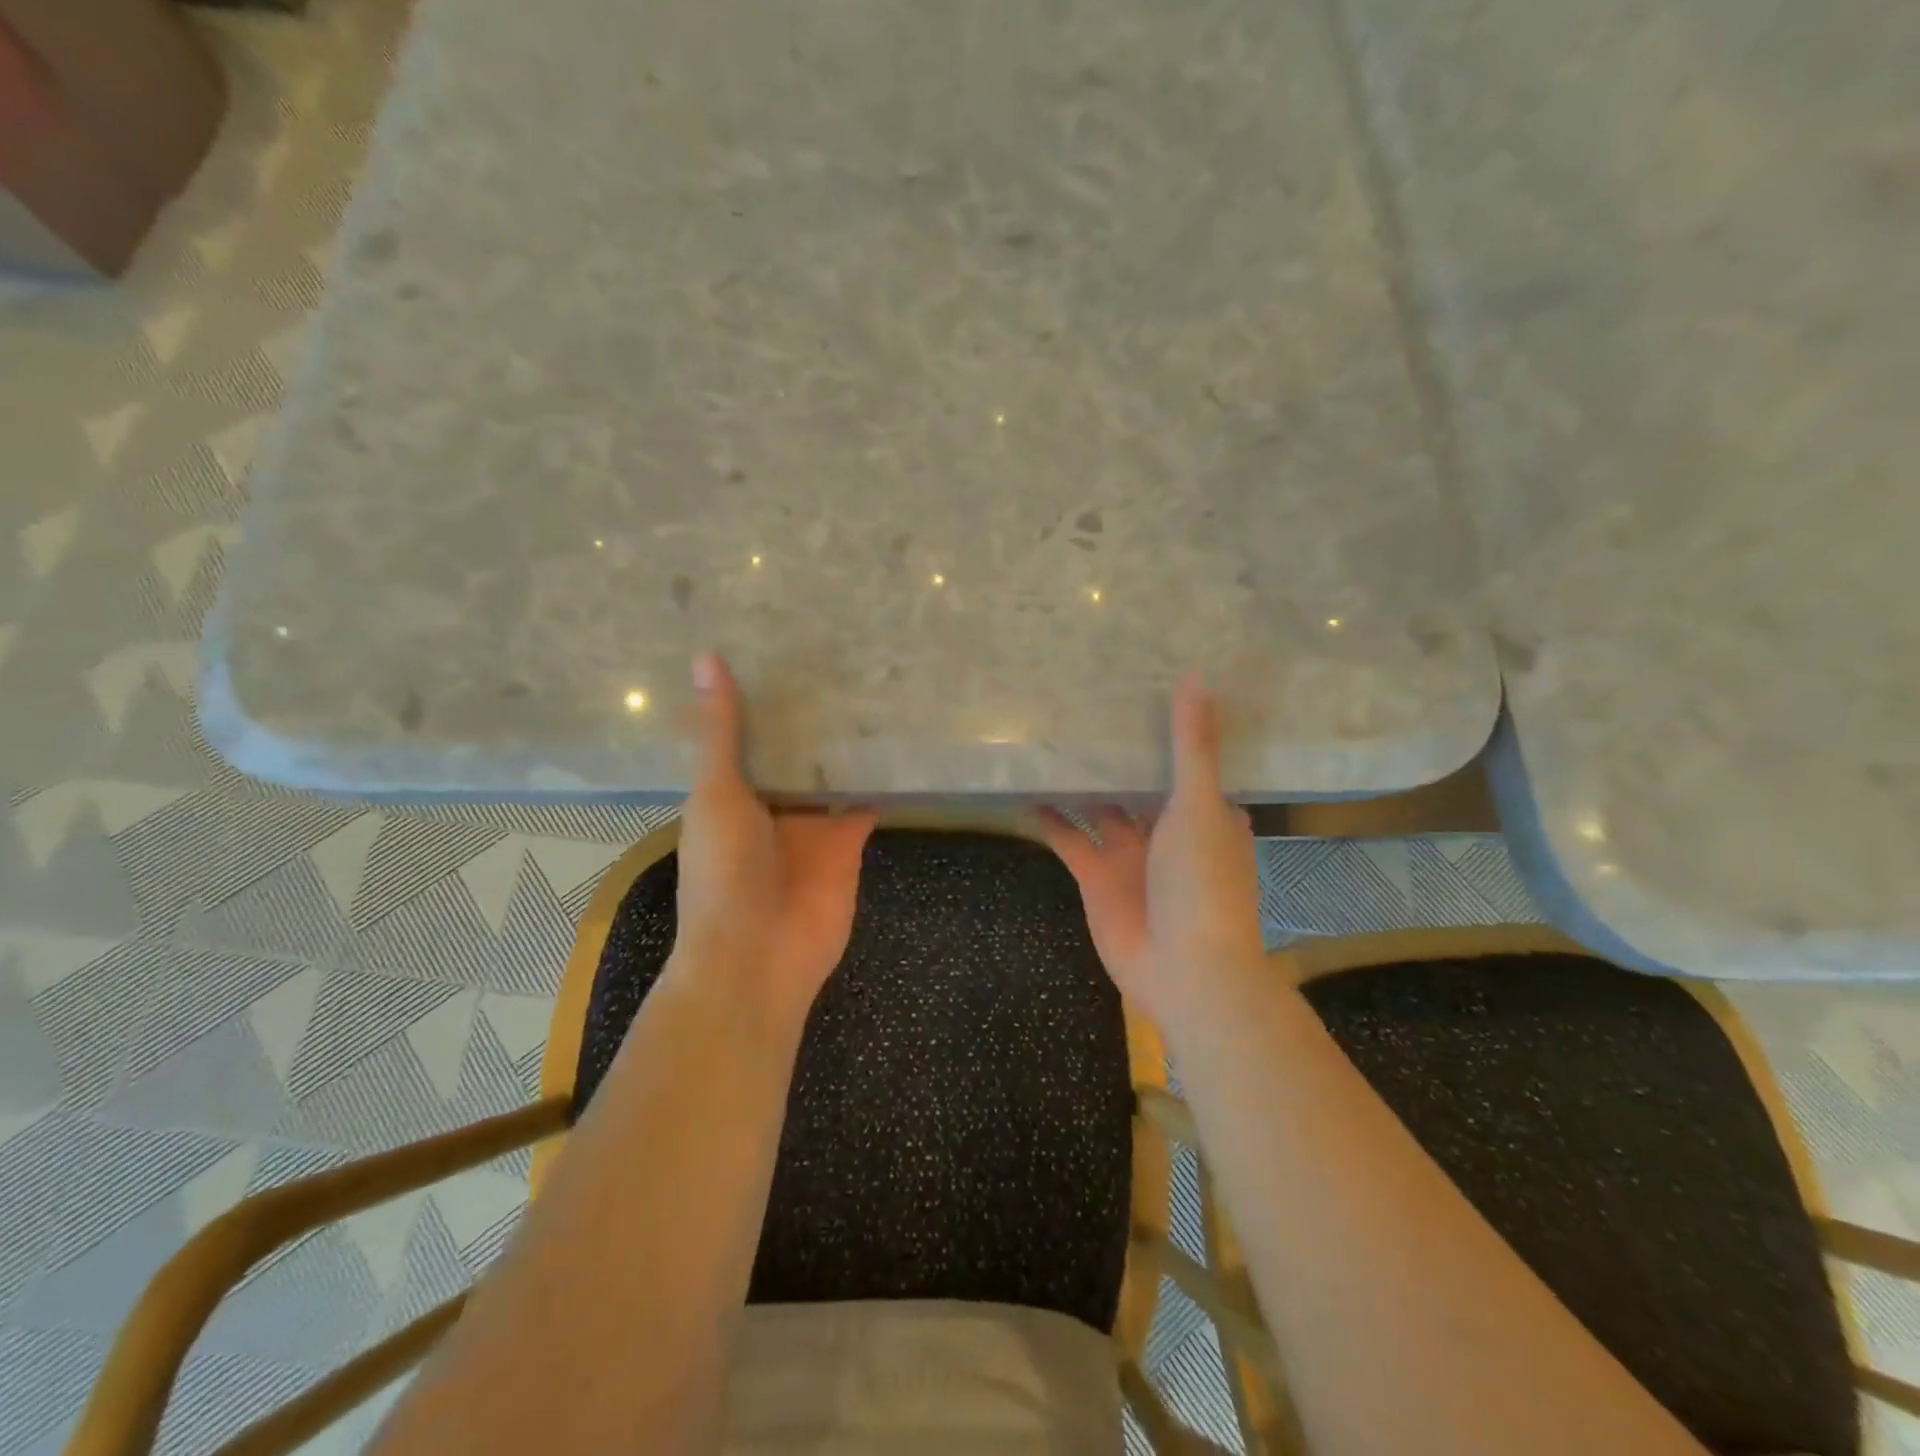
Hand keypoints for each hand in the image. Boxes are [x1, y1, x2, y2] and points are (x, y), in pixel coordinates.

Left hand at [671, 654, 876, 1025]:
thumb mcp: (716, 792)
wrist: (758, 955)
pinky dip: (880, 781)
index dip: (763, 699)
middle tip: (841, 657)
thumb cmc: (723, 872)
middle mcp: (771, 805)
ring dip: (846, 746)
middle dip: (811, 719)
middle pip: (794, 754)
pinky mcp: (848, 843)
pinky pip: (866, 804)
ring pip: (831, 775)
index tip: (783, 649)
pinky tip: (899, 743)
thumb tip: (705, 657)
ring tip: (874, 688)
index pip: (749, 736)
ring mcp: (811, 826)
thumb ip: (719, 731)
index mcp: (730, 793)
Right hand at [1038, 673, 1265, 1030]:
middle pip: (1138, 782)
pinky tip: (1026, 790)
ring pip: (1099, 807)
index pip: (1187, 760)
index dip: (1167, 729)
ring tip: (1049, 740)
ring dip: (1079, 782)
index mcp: (1205, 812)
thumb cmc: (1202, 881)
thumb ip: (1191, 745)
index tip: (1143, 687)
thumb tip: (1196, 676)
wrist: (1183, 968)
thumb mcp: (1198, 804)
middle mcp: (1167, 829)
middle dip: (1118, 753)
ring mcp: (1130, 854)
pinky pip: (1069, 838)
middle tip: (1084, 703)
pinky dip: (1049, 819)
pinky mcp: (1096, 875)